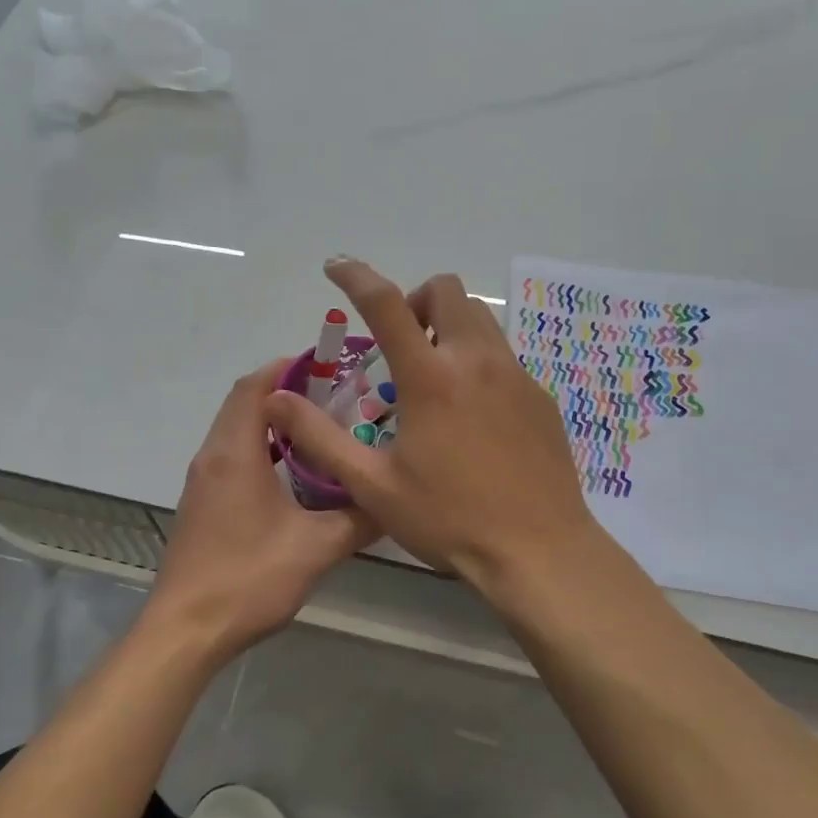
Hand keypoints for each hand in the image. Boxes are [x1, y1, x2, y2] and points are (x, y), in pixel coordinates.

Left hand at [150, 358, 376, 658]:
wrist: (185, 631)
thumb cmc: (247, 579)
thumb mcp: (316, 548)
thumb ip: (358, 519)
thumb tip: (392, 500)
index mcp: (235, 453)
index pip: (255, 386)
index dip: (288, 368)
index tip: (328, 366)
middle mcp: (212, 456)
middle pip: (243, 403)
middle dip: (285, 392)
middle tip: (334, 397)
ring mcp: (203, 481)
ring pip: (237, 430)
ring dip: (273, 422)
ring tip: (320, 430)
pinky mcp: (202, 504)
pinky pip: (232, 456)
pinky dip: (261, 448)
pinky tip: (294, 474)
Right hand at [264, 258, 600, 591]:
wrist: (539, 551)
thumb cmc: (450, 519)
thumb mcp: (374, 487)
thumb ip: (322, 438)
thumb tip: (277, 401)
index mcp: (431, 378)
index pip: (386, 303)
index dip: (356, 276)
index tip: (336, 267)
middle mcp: (476, 361)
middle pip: (447, 290)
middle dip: (415, 300)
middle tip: (399, 346)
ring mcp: (516, 375)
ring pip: (479, 318)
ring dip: (448, 327)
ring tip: (433, 377)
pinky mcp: (540, 396)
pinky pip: (503, 356)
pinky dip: (477, 361)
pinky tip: (472, 414)